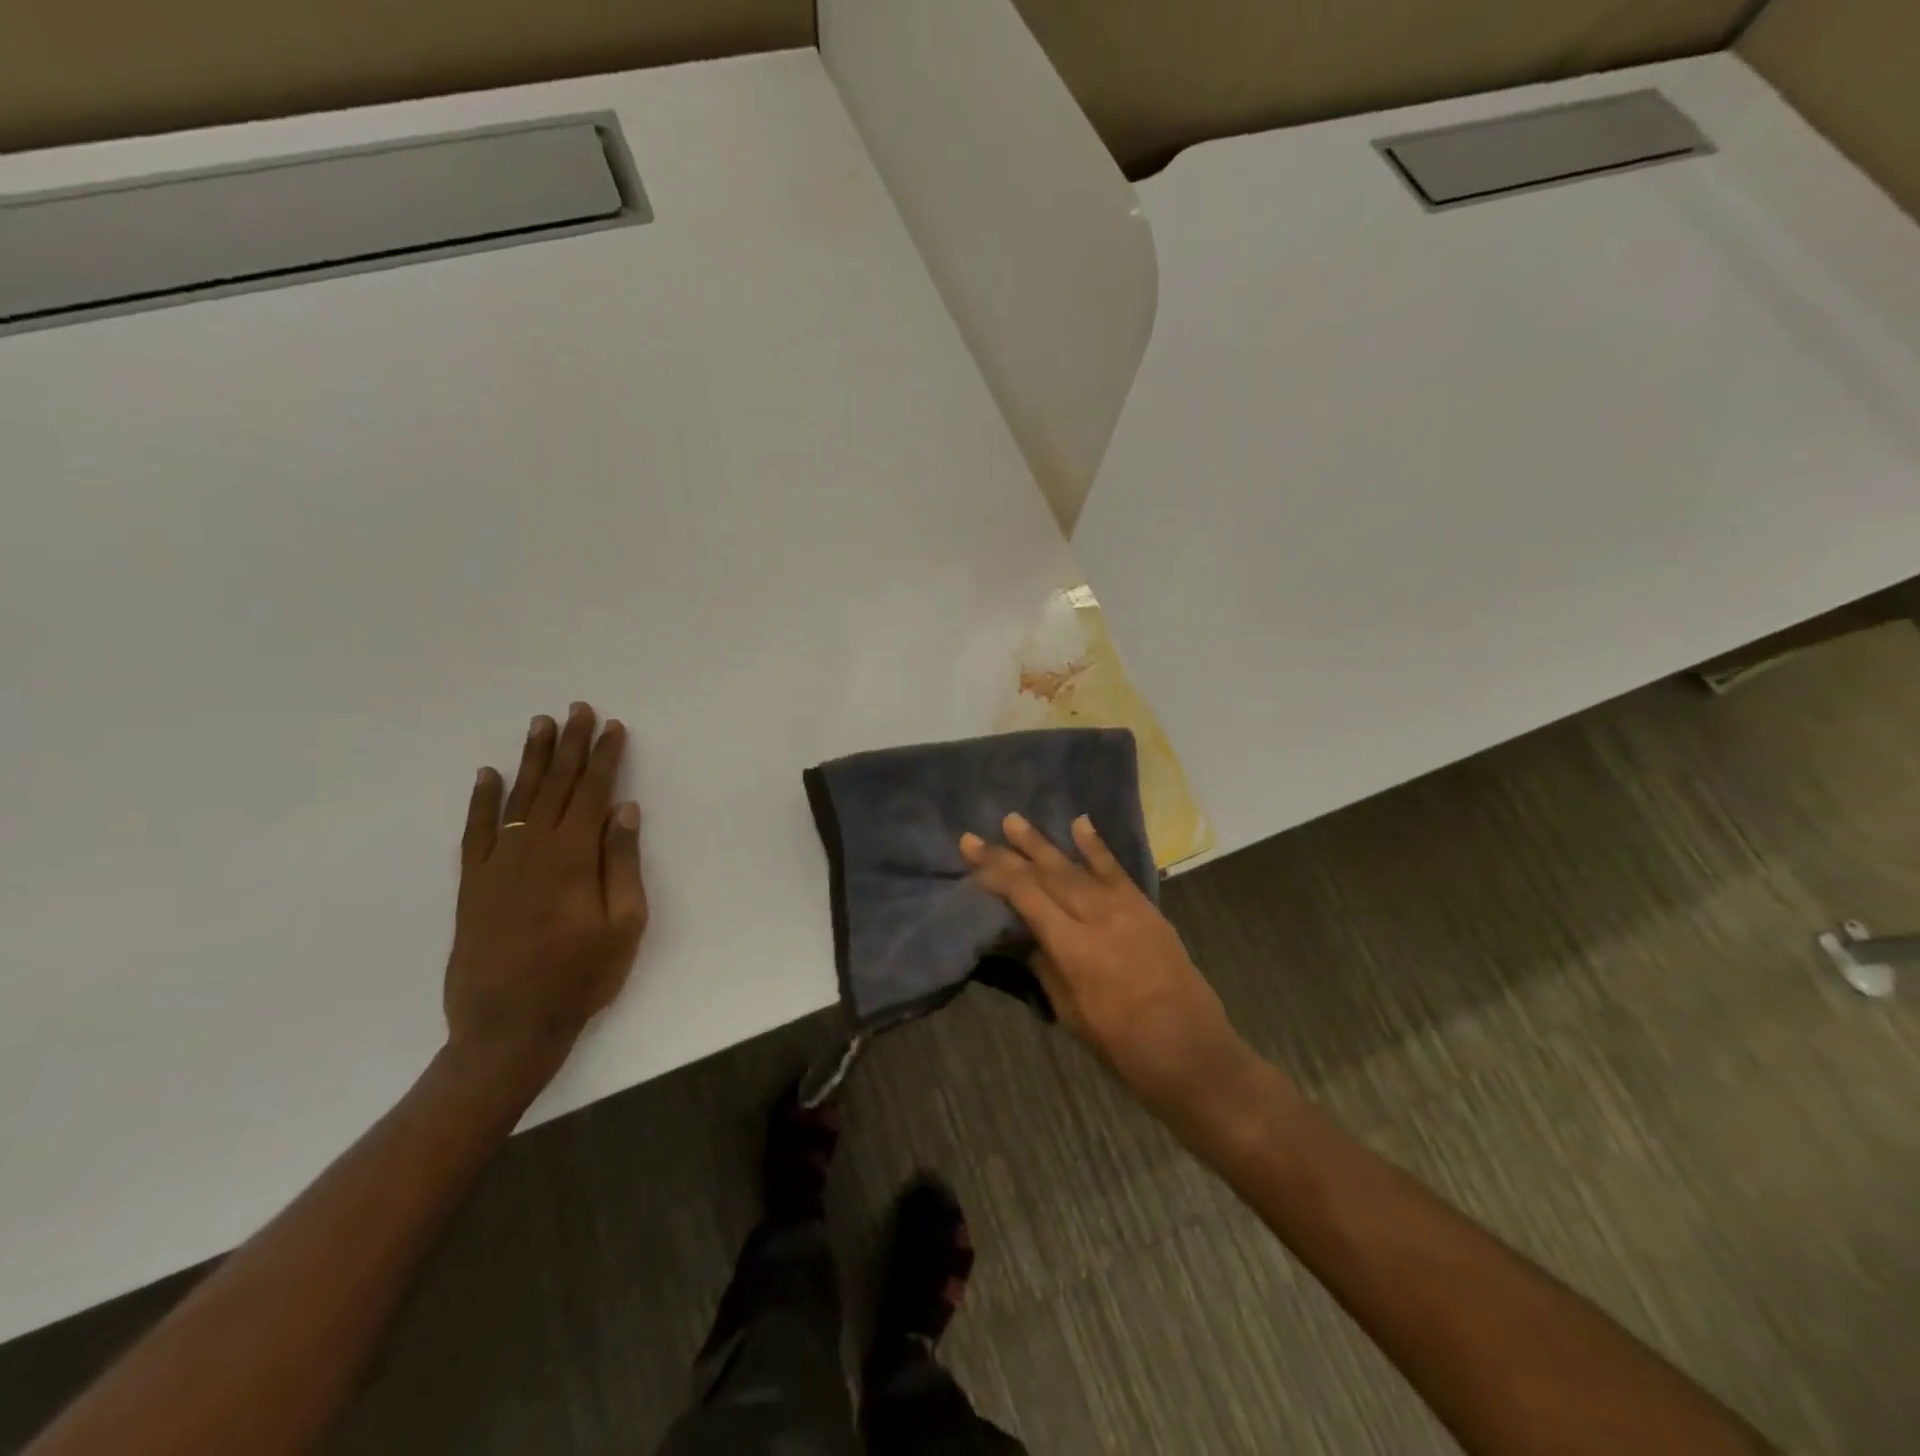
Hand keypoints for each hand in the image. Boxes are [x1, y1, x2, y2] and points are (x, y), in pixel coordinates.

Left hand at [445, 702, 647, 1088]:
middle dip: (571, 745)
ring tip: (541, 725)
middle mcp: (532, 848)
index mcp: (573, 856)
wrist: (508, 1027)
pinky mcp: (473, 883)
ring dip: (531, 759)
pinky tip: (487, 774)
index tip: (613, 727)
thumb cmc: (580, 977)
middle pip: (556, 785)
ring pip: (517, 797)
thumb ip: (622, 863)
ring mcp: (497, 863)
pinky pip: (476, 830)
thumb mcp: (624, 924)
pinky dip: (481, 799)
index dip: (605, 757)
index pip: (593, 792)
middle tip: (578, 709)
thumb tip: (624, 810)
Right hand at [959, 814, 1244, 1113]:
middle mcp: (1098, 917)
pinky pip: (1116, 870)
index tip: (971, 858)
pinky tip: (1080, 822)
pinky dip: (1096, 846)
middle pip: (1046, 876)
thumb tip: (1021, 934)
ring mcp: (1126, 908)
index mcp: (1075, 948)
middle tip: (976, 836)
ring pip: (1076, 866)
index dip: (996, 875)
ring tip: (1013, 820)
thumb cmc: (1124, 1047)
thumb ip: (1045, 966)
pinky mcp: (1147, 908)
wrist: (1193, 1054)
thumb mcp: (1071, 1013)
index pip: (1026, 896)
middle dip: (1009, 853)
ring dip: (1043, 842)